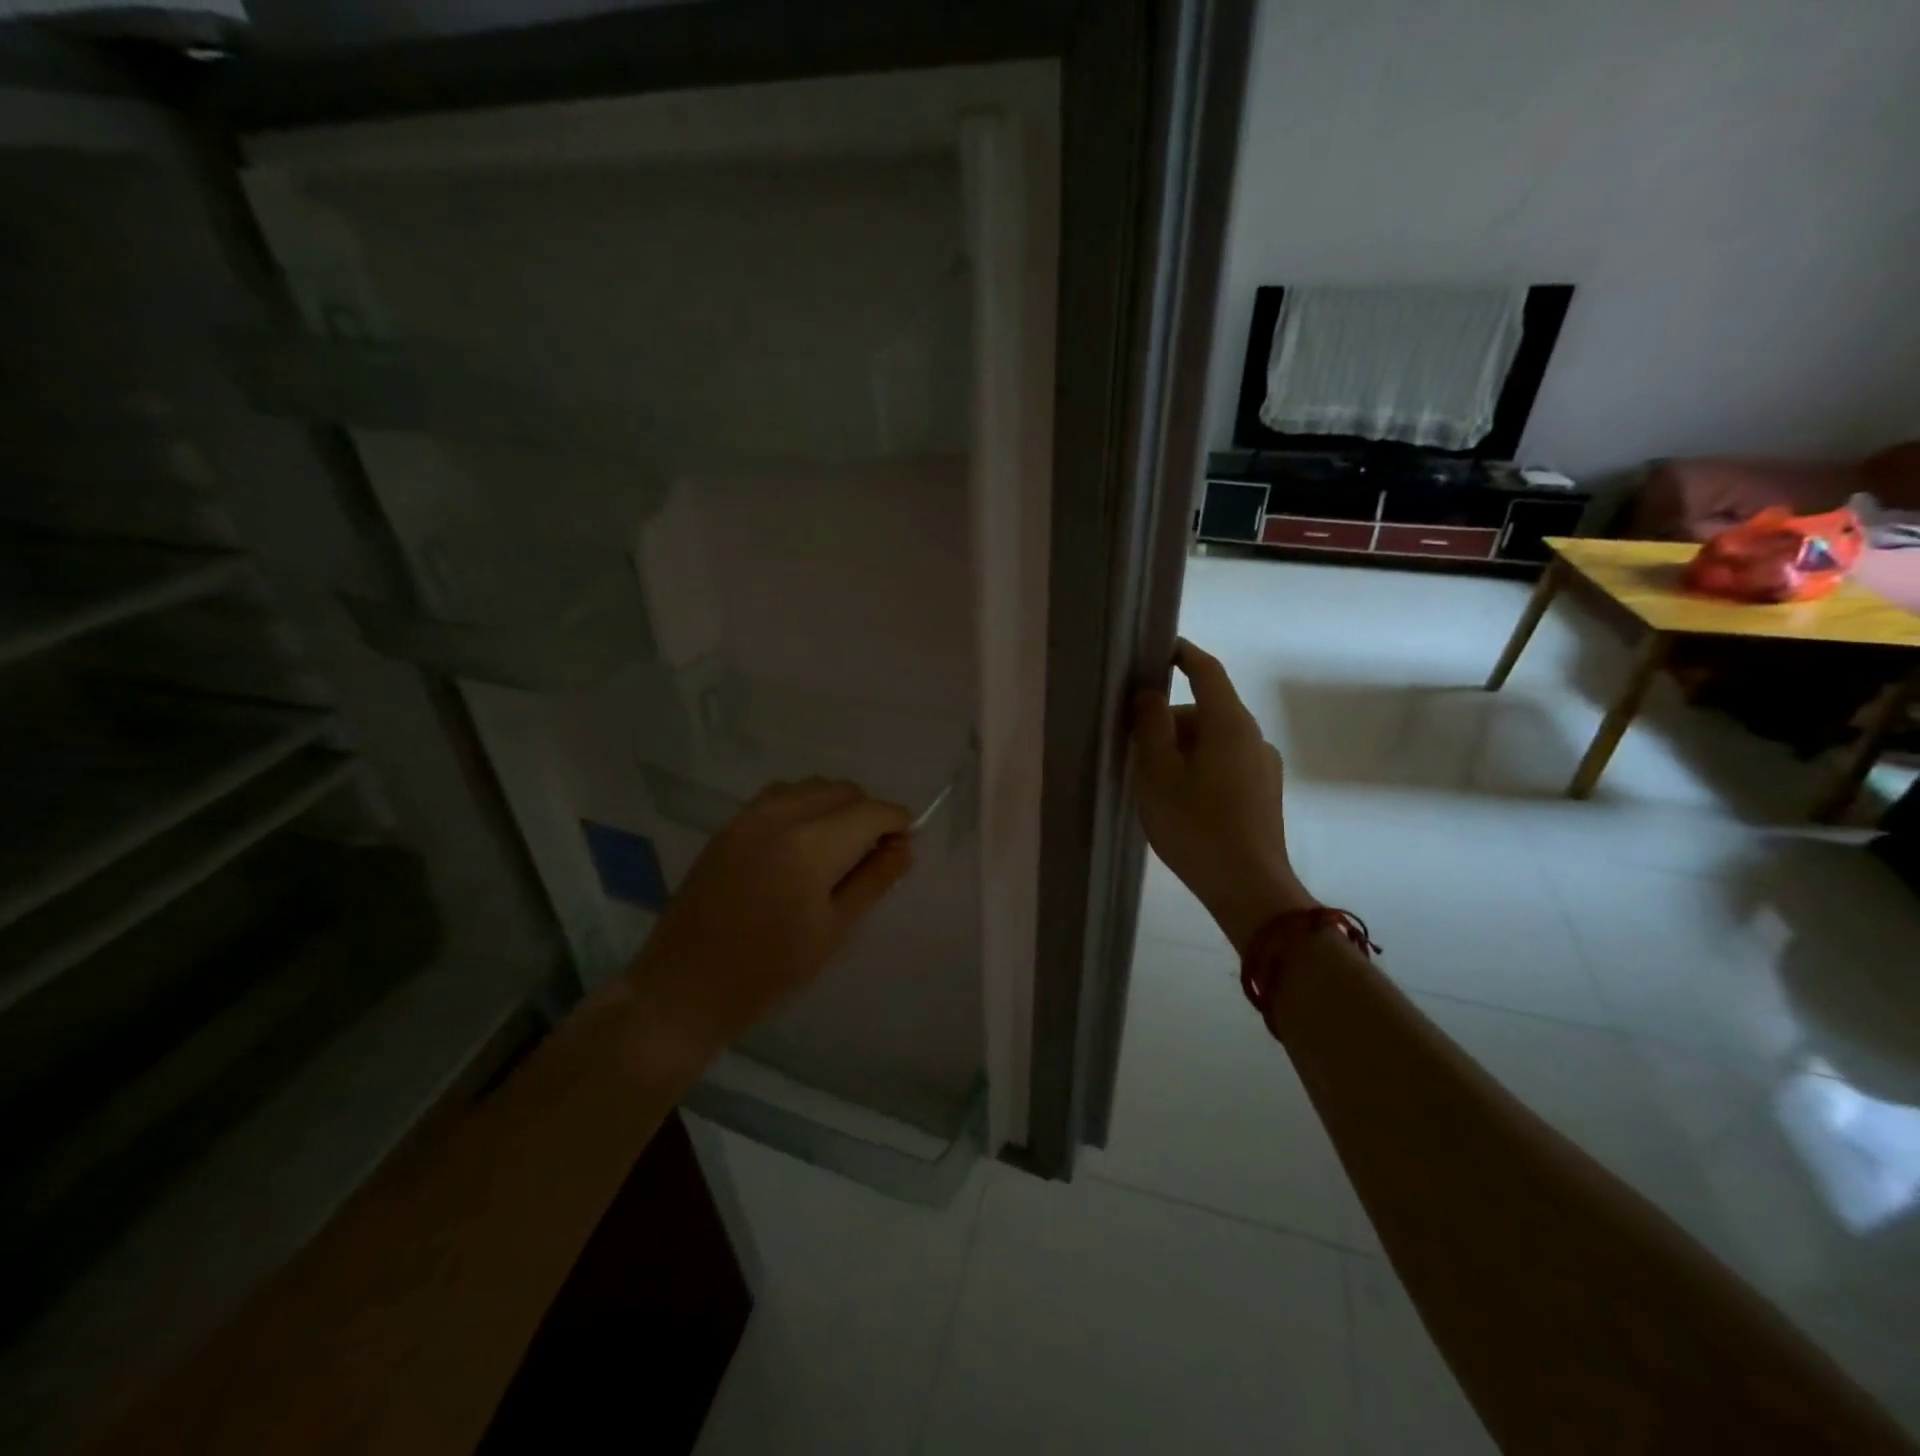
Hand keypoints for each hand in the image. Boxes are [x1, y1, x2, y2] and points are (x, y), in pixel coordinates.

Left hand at [630, 779, 913, 1055]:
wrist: (685, 988)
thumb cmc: (768, 972)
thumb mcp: (834, 930)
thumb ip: (874, 880)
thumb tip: (905, 846)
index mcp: (811, 846)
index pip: (872, 811)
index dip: (897, 824)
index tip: (902, 849)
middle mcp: (780, 816)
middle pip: (843, 790)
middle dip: (867, 814)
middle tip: (870, 857)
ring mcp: (749, 816)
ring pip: (811, 787)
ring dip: (835, 806)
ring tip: (835, 850)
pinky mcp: (729, 825)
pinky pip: (779, 795)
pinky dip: (802, 806)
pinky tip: (800, 843)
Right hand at [1133, 639, 1312, 952]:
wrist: (1248, 888)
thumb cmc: (1195, 825)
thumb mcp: (1157, 773)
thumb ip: (1151, 726)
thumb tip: (1150, 694)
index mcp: (1229, 724)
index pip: (1207, 672)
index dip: (1183, 655)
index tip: (1159, 649)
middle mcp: (1253, 737)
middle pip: (1207, 711)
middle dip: (1170, 720)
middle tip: (1135, 745)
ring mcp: (1264, 766)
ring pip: (1215, 741)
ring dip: (1183, 748)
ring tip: (1153, 782)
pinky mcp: (1264, 793)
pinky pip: (1226, 764)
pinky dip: (1200, 767)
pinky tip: (1181, 800)